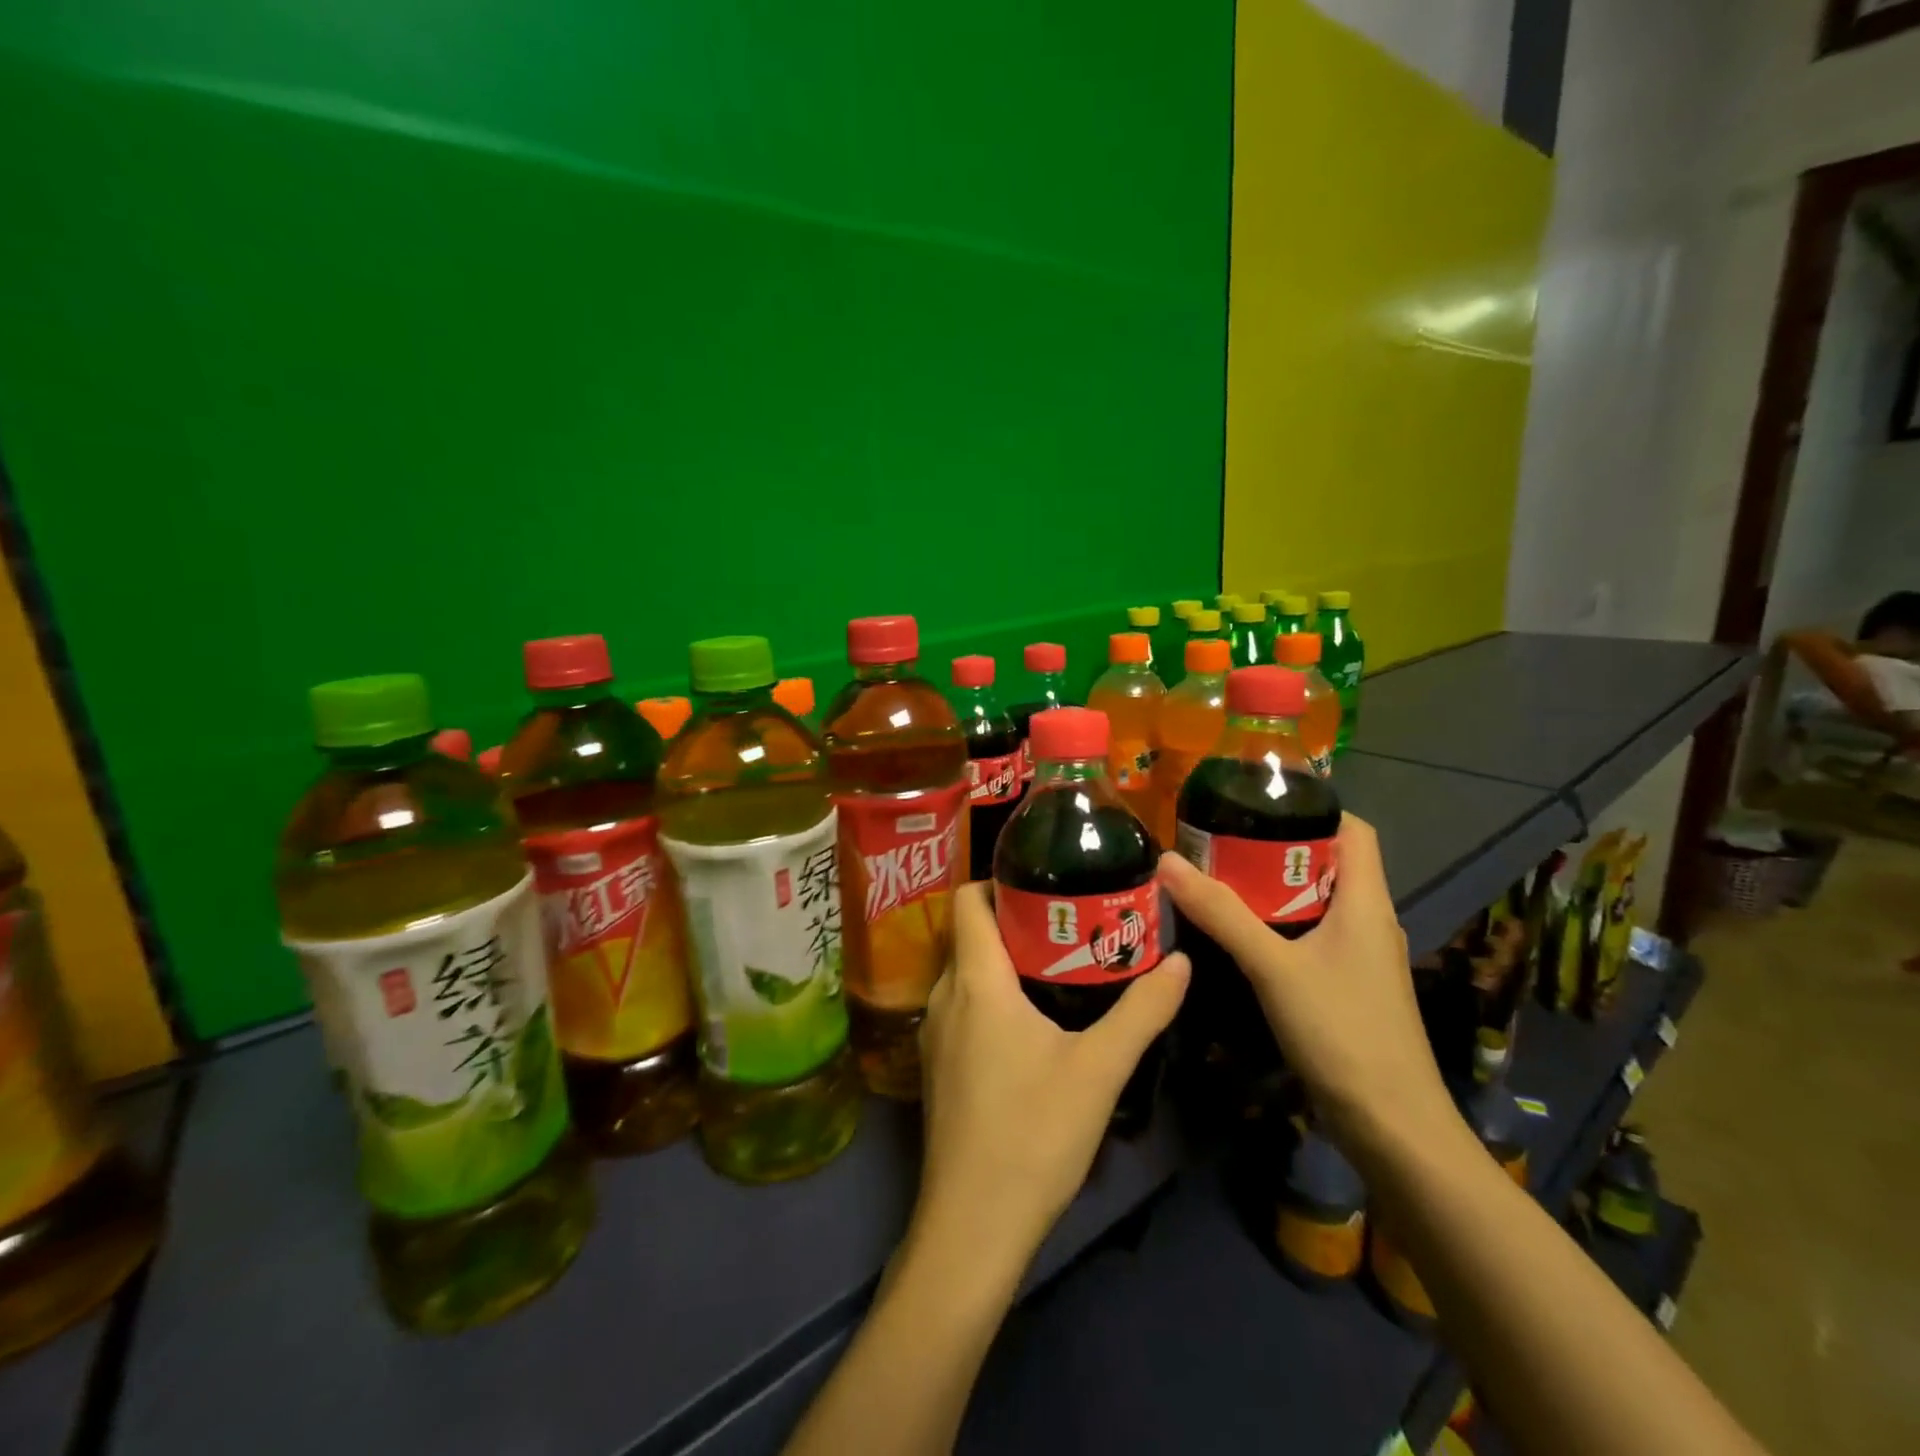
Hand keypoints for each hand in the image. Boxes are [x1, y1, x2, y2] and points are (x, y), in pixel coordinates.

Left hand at [911, 882, 1189, 1268]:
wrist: (972, 1225)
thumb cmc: (1034, 1133)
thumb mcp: (1100, 1069)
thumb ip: (1144, 1010)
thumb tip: (1181, 961)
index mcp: (975, 980)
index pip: (968, 900)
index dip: (999, 880)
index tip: (1046, 884)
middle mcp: (944, 995)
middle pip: (971, 934)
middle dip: (1016, 921)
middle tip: (1070, 925)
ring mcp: (935, 1033)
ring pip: (967, 973)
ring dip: (1005, 962)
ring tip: (1060, 968)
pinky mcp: (938, 1067)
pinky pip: (962, 1007)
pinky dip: (992, 997)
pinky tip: (1032, 1025)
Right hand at [1155, 815, 1456, 1161]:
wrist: (1392, 1126)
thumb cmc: (1342, 1032)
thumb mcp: (1274, 967)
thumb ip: (1222, 914)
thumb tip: (1167, 861)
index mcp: (1366, 902)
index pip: (1355, 830)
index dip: (1315, 807)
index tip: (1259, 801)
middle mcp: (1369, 921)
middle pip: (1329, 864)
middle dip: (1277, 847)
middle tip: (1220, 840)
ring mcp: (1360, 957)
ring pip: (1317, 903)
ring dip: (1273, 888)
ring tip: (1219, 879)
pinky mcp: (1347, 986)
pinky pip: (1311, 937)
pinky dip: (1278, 924)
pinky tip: (1239, 934)